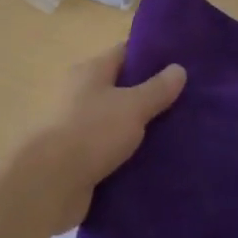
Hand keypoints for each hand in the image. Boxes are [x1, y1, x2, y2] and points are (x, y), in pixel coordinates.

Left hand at [6, 44, 186, 235]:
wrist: (49, 184)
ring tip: (178, 133)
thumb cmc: (91, 132)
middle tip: (187, 102)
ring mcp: (78, 126)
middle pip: (122, 88)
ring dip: (141, 128)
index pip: (125, 53)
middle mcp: (81, 93)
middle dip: (151, 95)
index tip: (181, 63)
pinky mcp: (79, 157)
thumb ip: (156, 89)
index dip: (152, 56)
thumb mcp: (132, 106)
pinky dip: (129, 154)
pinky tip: (156, 160)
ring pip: (117, 121)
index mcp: (90, 71)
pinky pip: (110, 149)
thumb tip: (178, 68)